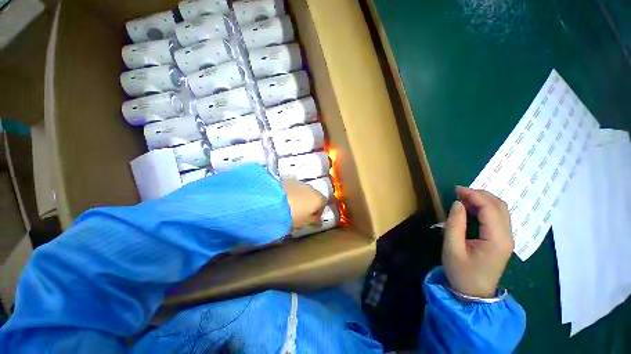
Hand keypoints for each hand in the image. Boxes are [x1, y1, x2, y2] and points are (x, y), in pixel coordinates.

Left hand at [282, 179, 326, 229]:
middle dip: (310, 203)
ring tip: (292, 206)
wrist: (274, 203)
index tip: (312, 218)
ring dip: (301, 197)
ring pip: (304, 191)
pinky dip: (292, 193)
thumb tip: (319, 221)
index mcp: (318, 199)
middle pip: (314, 195)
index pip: (323, 204)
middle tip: (302, 212)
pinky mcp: (289, 181)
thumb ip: (314, 221)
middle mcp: (311, 189)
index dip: (319, 211)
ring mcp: (300, 183)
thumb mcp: (305, 222)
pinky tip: (285, 200)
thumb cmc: (293, 215)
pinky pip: (294, 188)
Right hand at [442, 186, 513, 297]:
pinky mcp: (502, 240)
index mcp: (496, 239)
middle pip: (499, 206)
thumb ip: (455, 224)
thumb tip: (458, 203)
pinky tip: (471, 208)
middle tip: (458, 192)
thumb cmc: (461, 272)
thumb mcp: (452, 248)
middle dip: (479, 194)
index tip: (455, 190)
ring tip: (463, 198)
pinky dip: (485, 207)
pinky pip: (497, 217)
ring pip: (500, 210)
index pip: (490, 208)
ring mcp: (507, 238)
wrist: (474, 293)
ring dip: (483, 200)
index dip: (474, 195)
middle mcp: (507, 236)